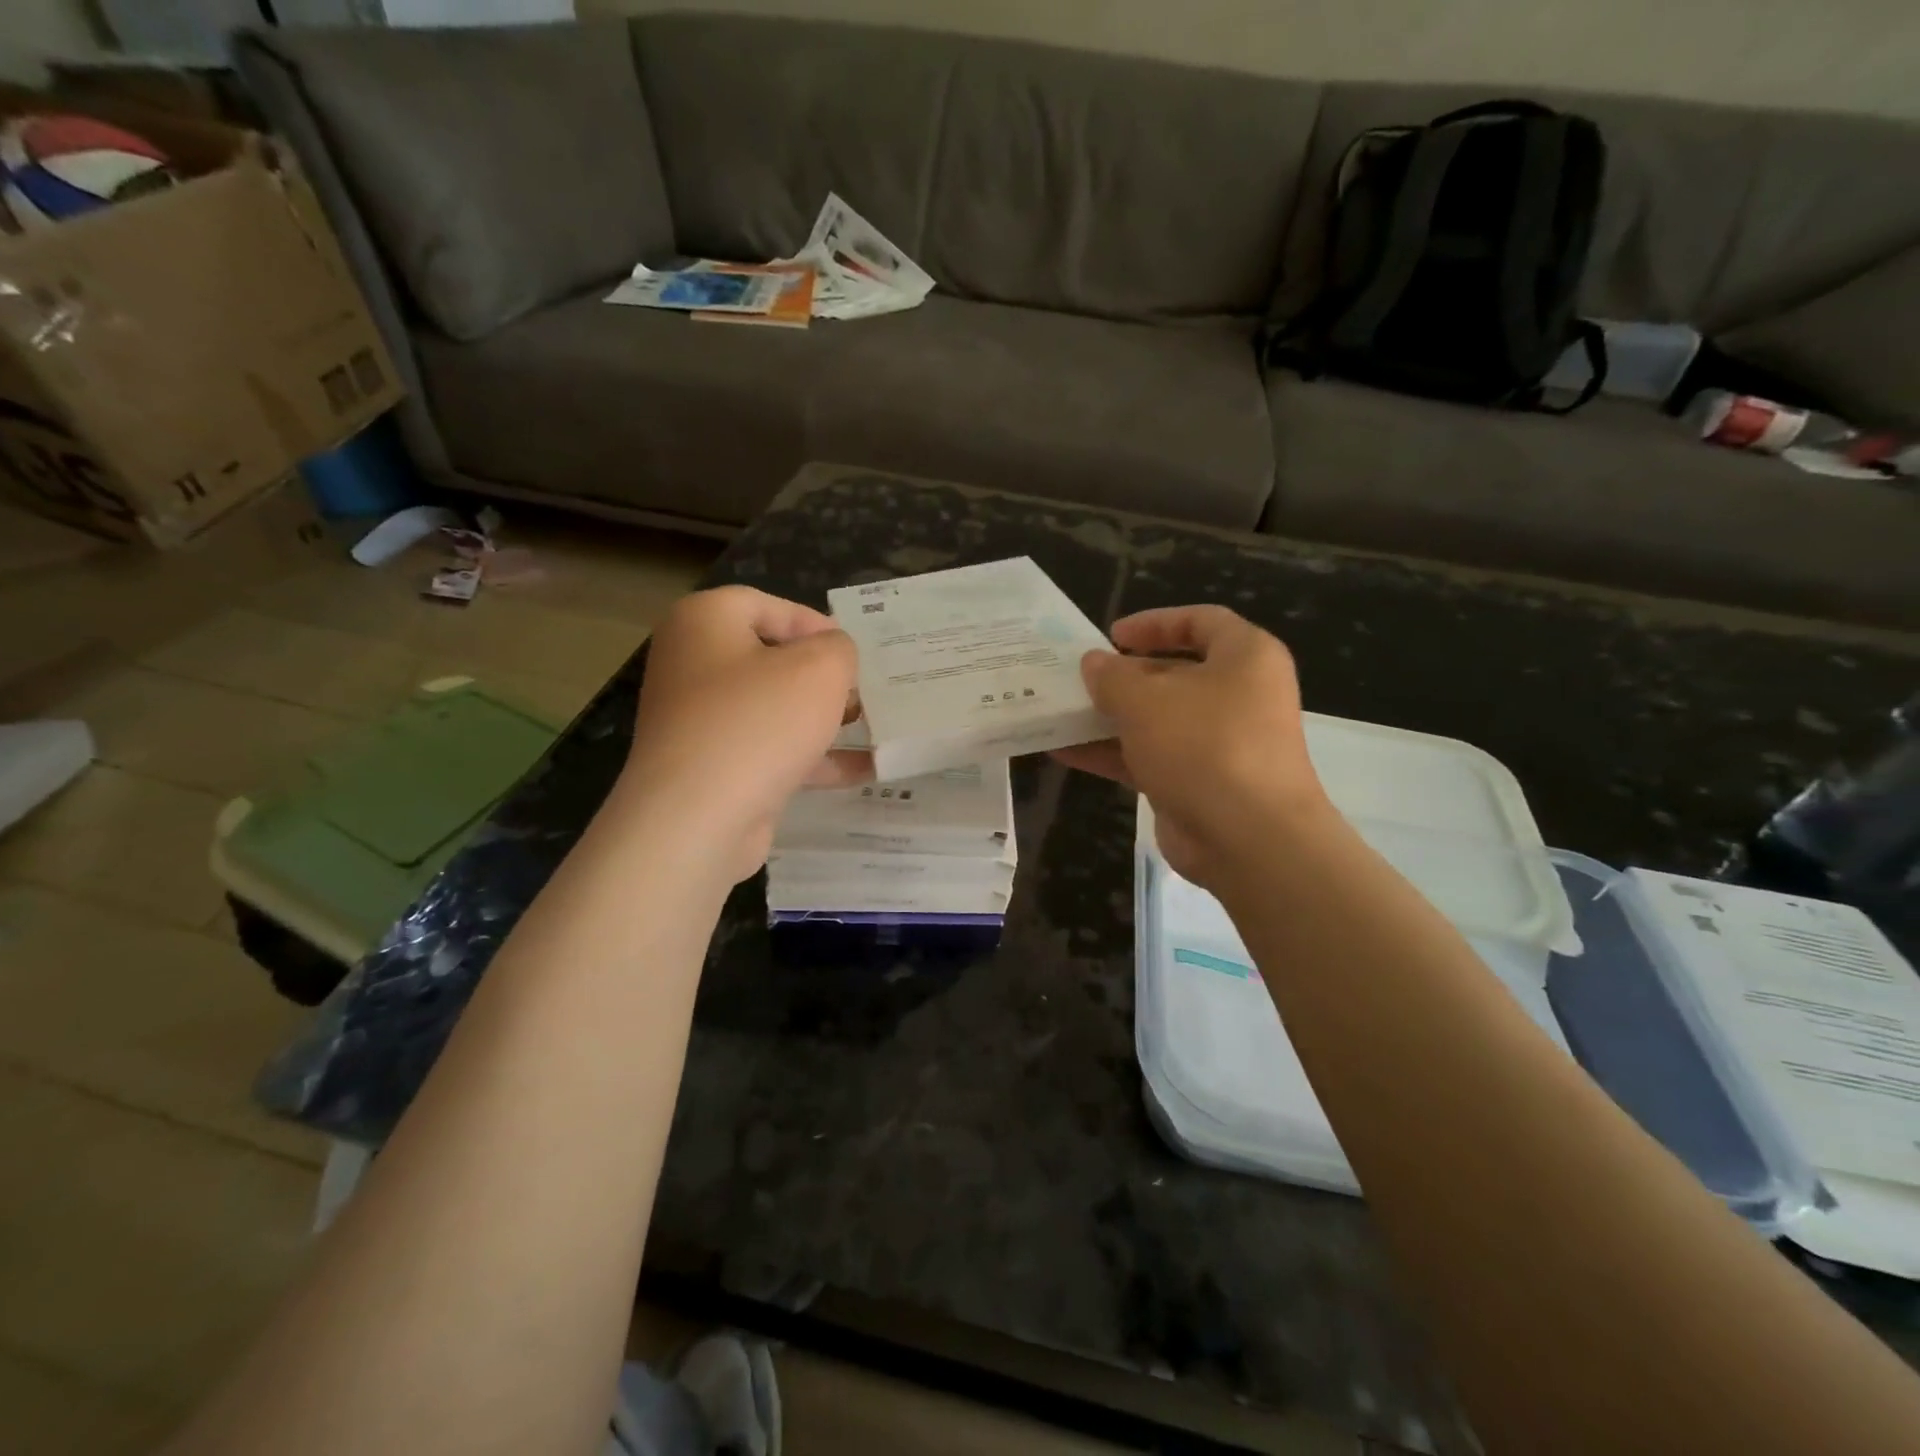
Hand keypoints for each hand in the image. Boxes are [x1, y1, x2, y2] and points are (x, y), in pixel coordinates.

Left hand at [618, 586, 867, 882]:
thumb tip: (834, 654)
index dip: (816, 623)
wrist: (697, 819)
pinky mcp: (714, 767)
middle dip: (824, 675)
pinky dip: (813, 758)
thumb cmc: (758, 722)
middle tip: (866, 689)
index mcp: (704, 622)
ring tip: (873, 726)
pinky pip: (770, 750)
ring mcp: (700, 720)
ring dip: (823, 717)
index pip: (767, 605)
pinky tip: (863, 770)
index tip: (855, 652)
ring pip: (773, 707)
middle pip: (771, 658)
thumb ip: (839, 649)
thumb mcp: (819, 669)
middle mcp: (693, 665)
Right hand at [1053, 606, 1330, 892]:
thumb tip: (1093, 663)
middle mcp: (1237, 696)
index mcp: (1245, 659)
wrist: (1248, 839)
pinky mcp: (1198, 783)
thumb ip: (1112, 677)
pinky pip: (1149, 758)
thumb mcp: (1146, 700)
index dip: (1155, 623)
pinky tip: (1065, 752)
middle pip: (1174, 674)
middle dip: (1123, 676)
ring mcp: (1218, 743)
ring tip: (1060, 713)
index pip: (1201, 622)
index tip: (1112, 635)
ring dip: (1109, 717)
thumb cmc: (1204, 746)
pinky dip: (1111, 753)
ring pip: (1157, 720)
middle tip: (1078, 678)